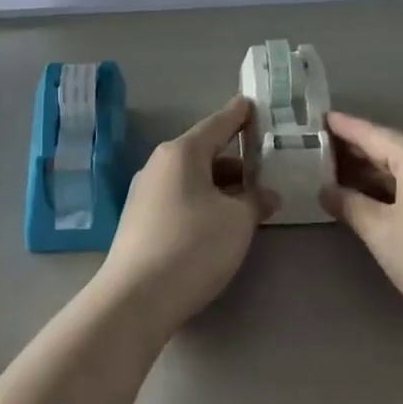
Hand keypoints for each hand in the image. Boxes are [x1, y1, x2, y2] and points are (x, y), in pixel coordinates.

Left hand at [93, 97, 275, 340]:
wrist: (135, 299)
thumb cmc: (193, 246)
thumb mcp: (238, 221)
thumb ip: (256, 201)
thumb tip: (266, 195)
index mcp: (182, 153)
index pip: (217, 124)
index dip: (239, 115)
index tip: (253, 104)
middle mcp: (159, 165)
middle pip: (204, 152)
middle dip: (235, 159)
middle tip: (264, 166)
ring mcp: (145, 193)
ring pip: (192, 178)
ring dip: (220, 185)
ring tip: (249, 200)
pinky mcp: (139, 221)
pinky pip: (179, 198)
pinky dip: (203, 202)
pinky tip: (220, 222)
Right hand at [320, 111, 402, 343]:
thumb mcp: (382, 233)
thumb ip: (350, 205)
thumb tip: (326, 190)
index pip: (371, 134)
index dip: (343, 127)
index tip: (319, 119)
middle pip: (391, 147)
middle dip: (357, 151)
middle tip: (322, 152)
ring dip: (378, 171)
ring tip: (344, 175)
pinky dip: (399, 184)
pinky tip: (381, 197)